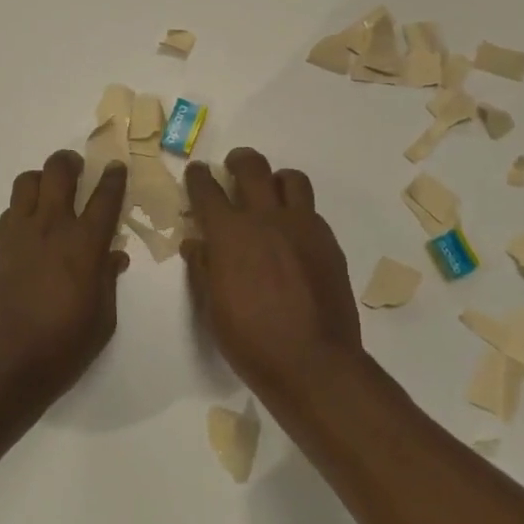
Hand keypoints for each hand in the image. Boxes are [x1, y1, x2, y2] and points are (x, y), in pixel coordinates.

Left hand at [0, 150, 129, 421]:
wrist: (0, 366)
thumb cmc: (61, 348)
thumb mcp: (102, 320)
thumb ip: (108, 280)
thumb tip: (114, 255)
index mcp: (84, 245)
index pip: (105, 197)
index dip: (114, 178)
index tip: (117, 167)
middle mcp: (51, 227)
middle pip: (59, 171)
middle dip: (71, 162)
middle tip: (78, 169)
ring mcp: (18, 233)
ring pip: (27, 181)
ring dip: (42, 179)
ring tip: (49, 193)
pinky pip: (10, 210)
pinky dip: (23, 209)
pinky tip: (29, 229)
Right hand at [182, 149, 364, 402]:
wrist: (314, 362)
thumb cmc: (251, 341)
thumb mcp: (212, 308)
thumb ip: (203, 268)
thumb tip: (196, 243)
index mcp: (230, 233)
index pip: (207, 189)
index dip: (198, 176)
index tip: (197, 172)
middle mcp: (266, 218)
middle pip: (252, 167)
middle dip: (238, 160)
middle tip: (233, 167)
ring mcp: (303, 227)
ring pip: (291, 178)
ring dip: (276, 179)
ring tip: (270, 194)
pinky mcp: (328, 241)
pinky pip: (312, 210)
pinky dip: (298, 212)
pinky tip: (293, 235)